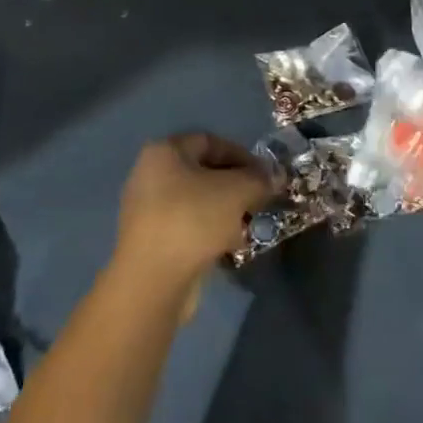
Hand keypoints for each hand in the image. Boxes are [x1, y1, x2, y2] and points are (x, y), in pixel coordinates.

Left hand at [114, 133, 274, 295]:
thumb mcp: (237, 191)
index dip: (242, 155)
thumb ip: (259, 179)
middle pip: (203, 172)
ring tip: (247, 225)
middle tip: (259, 200)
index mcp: (164, 152)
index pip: (210, 141)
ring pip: (196, 201)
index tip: (265, 175)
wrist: (153, 281)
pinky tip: (228, 245)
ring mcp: (147, 210)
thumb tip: (275, 177)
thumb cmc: (193, 220)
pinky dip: (209, 231)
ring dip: (224, 210)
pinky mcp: (150, 241)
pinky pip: (187, 226)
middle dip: (235, 185)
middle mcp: (150, 175)